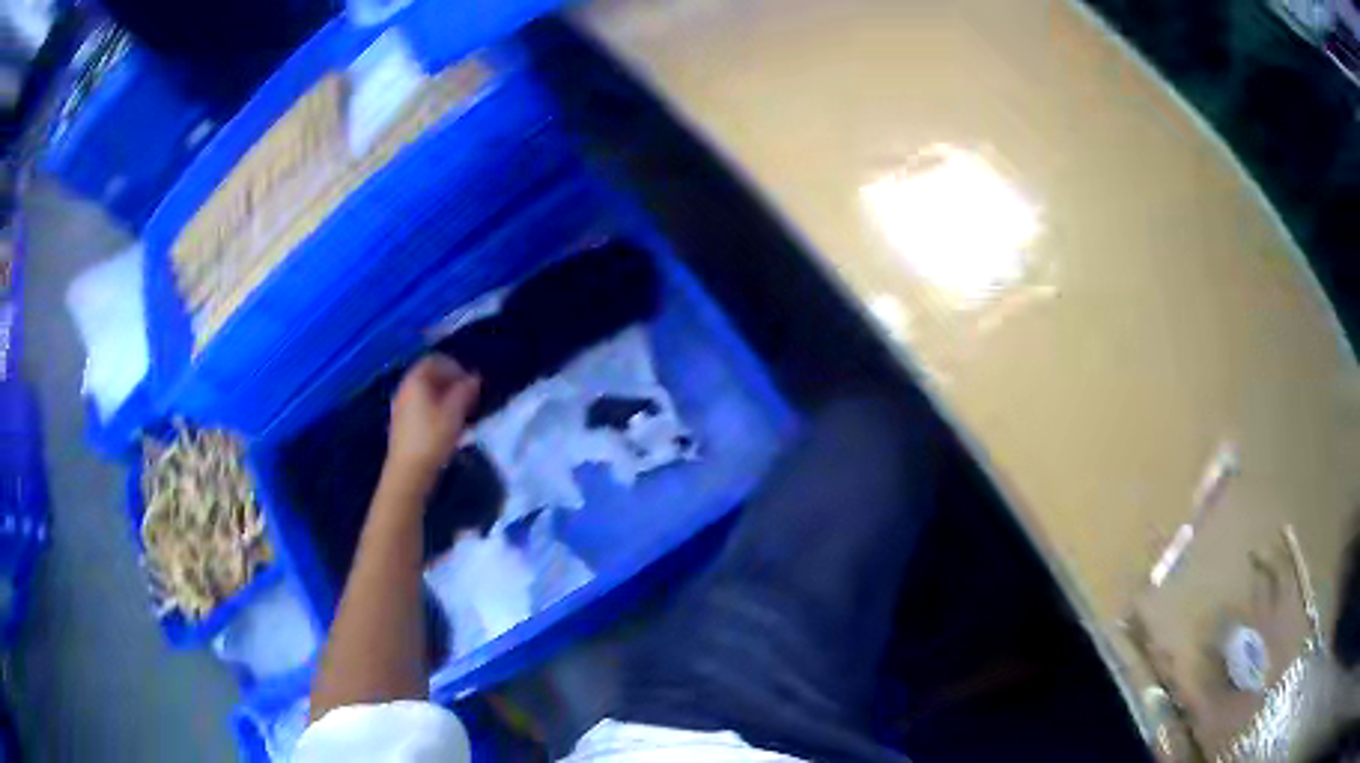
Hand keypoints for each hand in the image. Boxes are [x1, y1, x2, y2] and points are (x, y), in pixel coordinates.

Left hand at [385, 355, 480, 490]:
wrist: (408, 471)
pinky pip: (420, 405)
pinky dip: (435, 407)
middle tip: (469, 396)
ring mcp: (401, 405)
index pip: (435, 360)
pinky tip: (446, 425)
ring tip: (460, 412)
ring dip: (444, 396)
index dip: (455, 366)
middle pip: (429, 375)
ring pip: (425, 391)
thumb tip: (474, 378)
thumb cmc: (432, 438)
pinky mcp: (402, 422)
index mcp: (416, 380)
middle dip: (451, 382)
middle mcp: (406, 388)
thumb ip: (465, 391)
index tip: (471, 382)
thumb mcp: (454, 413)